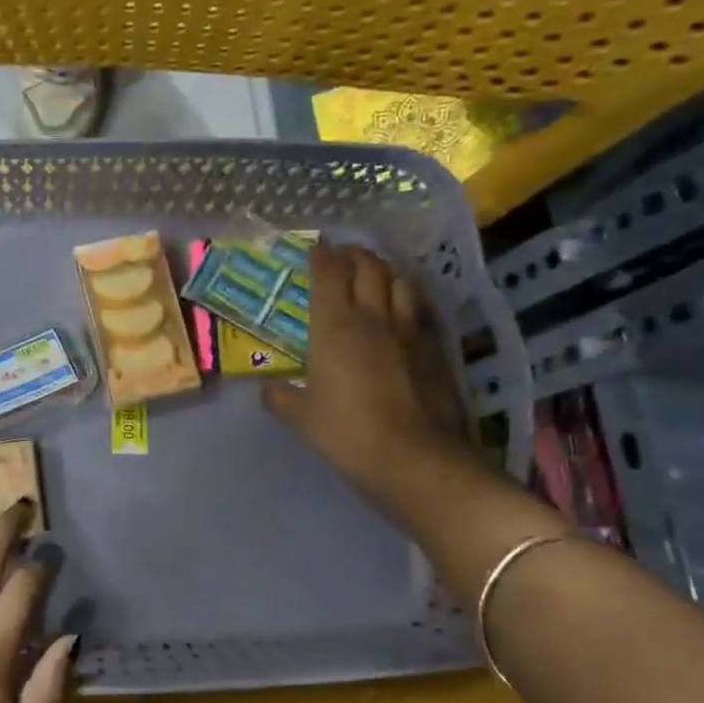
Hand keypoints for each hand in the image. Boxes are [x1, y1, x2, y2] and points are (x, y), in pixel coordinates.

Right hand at [263, 243, 475, 500]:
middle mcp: (373, 318)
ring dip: (387, 273)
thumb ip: (281, 398)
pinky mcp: (435, 351)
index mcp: (334, 327)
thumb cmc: (345, 431)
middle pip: (370, 268)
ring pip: (401, 283)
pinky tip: (402, 316)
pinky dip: (408, 304)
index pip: (328, 274)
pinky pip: (420, 313)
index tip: (316, 246)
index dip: (321, 255)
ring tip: (377, 277)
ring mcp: (409, 333)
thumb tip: (268, 391)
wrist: (413, 457)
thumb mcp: (301, 418)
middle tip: (345, 256)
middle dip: (356, 255)